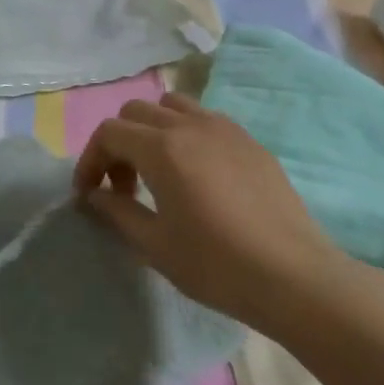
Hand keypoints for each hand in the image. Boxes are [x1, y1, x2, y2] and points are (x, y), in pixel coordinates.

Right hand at [73, 93, 354, 335]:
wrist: (295, 278)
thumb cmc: (216, 264)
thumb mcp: (154, 244)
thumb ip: (116, 211)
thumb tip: (94, 195)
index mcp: (162, 148)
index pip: (109, 132)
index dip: (90, 160)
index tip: (88, 193)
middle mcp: (191, 126)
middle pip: (137, 112)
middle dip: (119, 144)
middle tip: (122, 186)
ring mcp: (226, 130)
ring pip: (173, 106)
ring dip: (152, 130)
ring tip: (157, 171)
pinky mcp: (252, 143)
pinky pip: (206, 121)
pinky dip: (186, 135)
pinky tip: (197, 177)